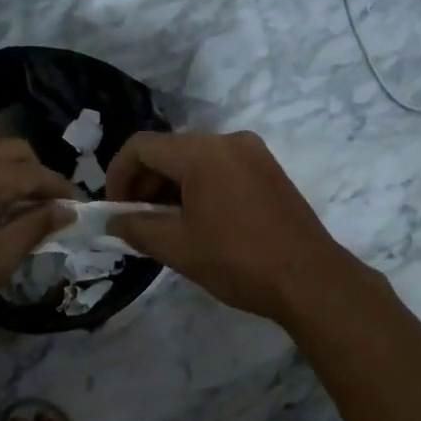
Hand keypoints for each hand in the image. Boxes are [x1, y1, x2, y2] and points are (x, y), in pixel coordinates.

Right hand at [107, 130, 359, 324]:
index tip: (114, 209)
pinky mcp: (268, 171)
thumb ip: (136, 228)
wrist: (309, 280)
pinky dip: (197, 188)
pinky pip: (220, 168)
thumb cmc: (237, 261)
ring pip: (194, 160)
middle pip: (169, 150)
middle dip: (144, 183)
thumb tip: (112, 220)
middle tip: (135, 222)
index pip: (141, 146)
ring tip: (164, 227)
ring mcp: (253, 154)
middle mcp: (228, 141)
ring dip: (170, 187)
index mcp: (202, 153)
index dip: (118, 175)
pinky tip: (196, 222)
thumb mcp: (177, 247)